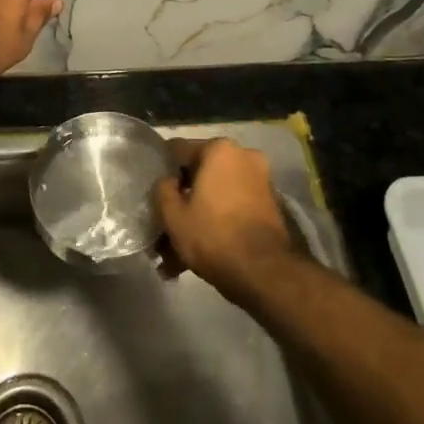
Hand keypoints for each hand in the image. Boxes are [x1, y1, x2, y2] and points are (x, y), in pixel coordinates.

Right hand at [155, 138, 299, 303]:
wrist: (265, 274)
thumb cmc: (213, 235)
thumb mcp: (173, 215)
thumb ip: (162, 189)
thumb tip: (169, 181)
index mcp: (219, 149)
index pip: (178, 151)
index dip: (162, 172)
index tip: (153, 193)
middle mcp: (243, 156)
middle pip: (200, 175)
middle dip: (183, 201)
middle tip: (166, 227)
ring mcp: (260, 181)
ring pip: (217, 195)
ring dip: (198, 217)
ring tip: (178, 254)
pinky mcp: (270, 206)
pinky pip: (233, 208)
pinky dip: (218, 224)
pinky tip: (201, 254)